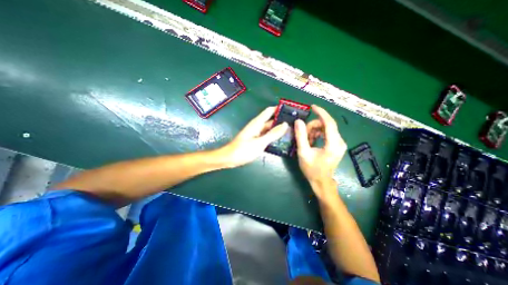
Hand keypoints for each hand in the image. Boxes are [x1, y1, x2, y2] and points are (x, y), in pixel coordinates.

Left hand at [219, 106, 286, 169]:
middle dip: (282, 120)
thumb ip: (272, 134)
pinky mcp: (256, 140)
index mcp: (257, 123)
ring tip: (292, 131)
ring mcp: (257, 133)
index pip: (270, 111)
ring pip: (270, 128)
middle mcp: (257, 126)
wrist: (230, 158)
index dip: (279, 108)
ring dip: (279, 129)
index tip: (291, 110)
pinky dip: (274, 136)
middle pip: (271, 120)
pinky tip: (281, 140)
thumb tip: (285, 124)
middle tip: (295, 124)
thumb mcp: (260, 142)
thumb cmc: (243, 150)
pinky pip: (267, 135)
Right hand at [294, 104, 349, 188]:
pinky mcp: (337, 145)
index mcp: (333, 144)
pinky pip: (327, 133)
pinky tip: (312, 141)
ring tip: (307, 140)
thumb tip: (298, 121)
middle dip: (313, 126)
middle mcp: (340, 142)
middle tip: (303, 133)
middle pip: (327, 125)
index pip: (329, 123)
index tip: (312, 106)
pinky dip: (318, 134)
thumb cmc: (312, 169)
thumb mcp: (303, 153)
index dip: (321, 113)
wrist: (321, 181)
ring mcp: (339, 143)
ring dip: (315, 130)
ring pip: (326, 128)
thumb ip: (301, 136)